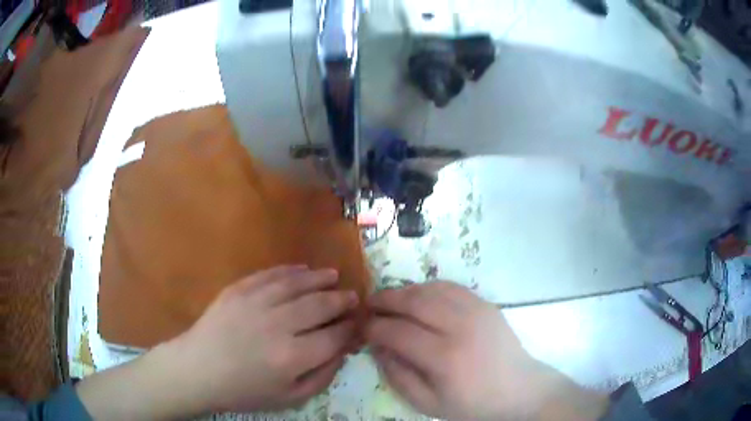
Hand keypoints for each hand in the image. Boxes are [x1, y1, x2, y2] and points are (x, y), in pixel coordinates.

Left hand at [78, 266, 358, 418]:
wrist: (198, 370)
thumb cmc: (244, 391)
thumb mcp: (290, 398)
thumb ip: (322, 376)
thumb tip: (342, 351)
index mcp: (292, 357)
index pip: (334, 335)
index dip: (351, 328)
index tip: (359, 323)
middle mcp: (278, 325)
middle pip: (320, 305)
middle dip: (341, 300)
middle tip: (352, 296)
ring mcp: (256, 303)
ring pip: (297, 284)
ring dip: (320, 278)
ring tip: (333, 276)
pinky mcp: (238, 290)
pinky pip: (270, 275)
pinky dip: (290, 271)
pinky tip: (302, 270)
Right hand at [367, 282, 607, 420]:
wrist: (519, 390)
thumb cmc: (473, 404)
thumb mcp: (428, 403)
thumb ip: (398, 376)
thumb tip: (377, 347)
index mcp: (445, 357)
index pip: (398, 332)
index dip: (373, 327)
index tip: (361, 328)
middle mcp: (461, 326)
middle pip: (413, 301)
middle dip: (385, 300)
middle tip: (368, 304)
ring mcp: (477, 311)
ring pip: (431, 288)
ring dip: (405, 291)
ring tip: (390, 300)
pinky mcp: (486, 304)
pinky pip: (451, 287)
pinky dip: (429, 287)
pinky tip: (419, 296)